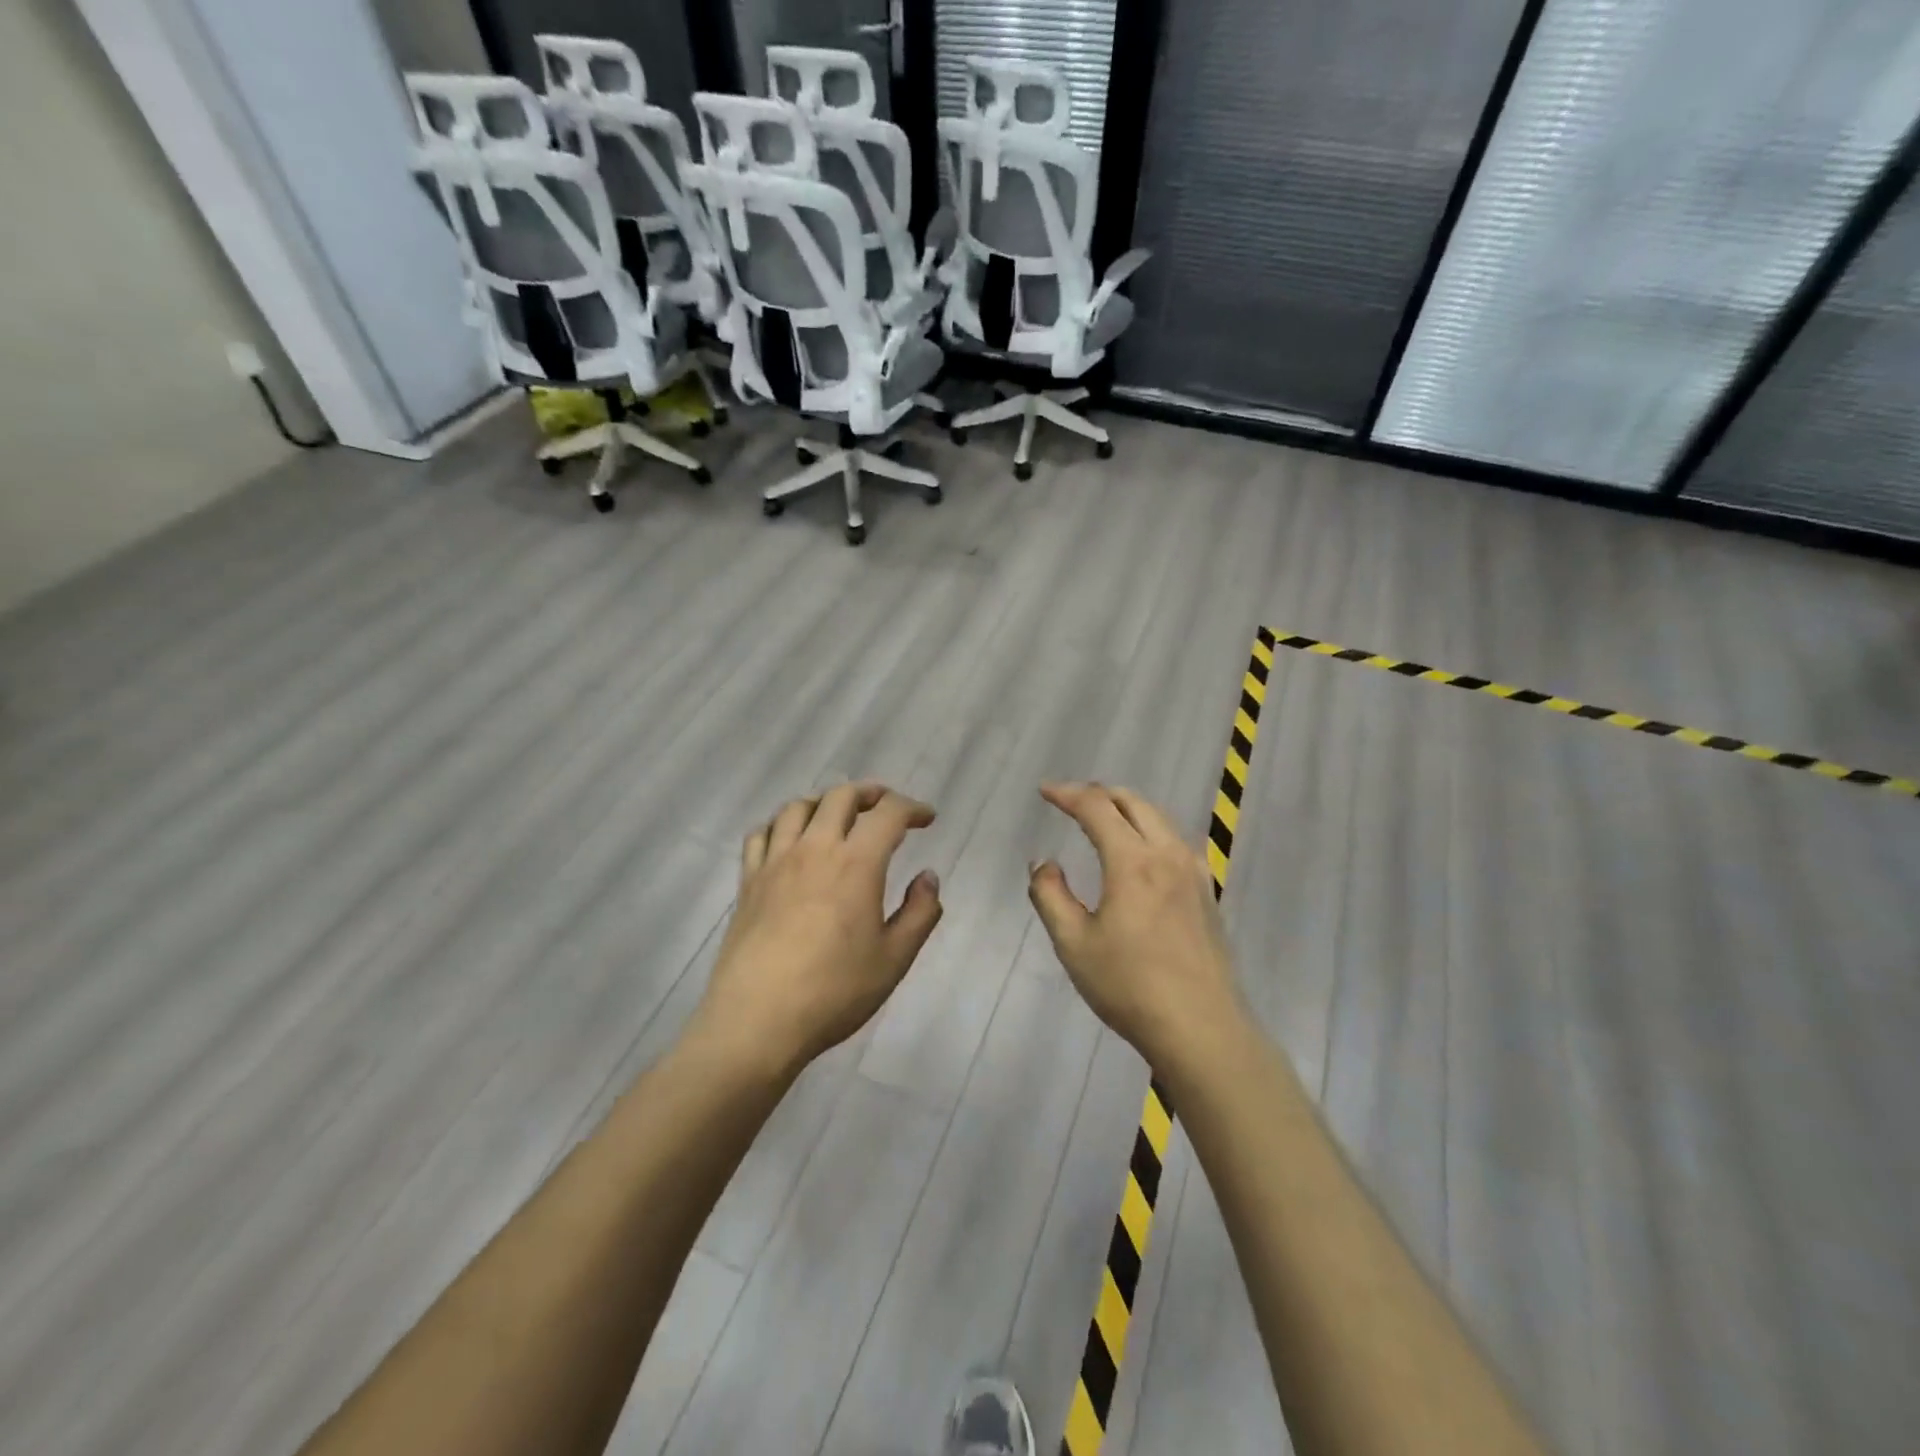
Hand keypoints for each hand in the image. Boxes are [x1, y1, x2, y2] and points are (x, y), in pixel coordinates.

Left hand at [693, 783, 943, 1078]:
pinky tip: (789, 839)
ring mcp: (775, 862)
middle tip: (886, 808)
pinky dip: (781, 824)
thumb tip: (928, 877)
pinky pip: (761, 833)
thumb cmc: (834, 992)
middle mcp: (815, 849)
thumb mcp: (894, 959)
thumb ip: (920, 913)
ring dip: (825, 802)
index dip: (912, 808)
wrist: (757, 1021)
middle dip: (870, 793)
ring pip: (798, 807)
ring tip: (838, 817)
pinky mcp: (748, 881)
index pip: (888, 813)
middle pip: (841, 796)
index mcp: (856, 863)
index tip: (926, 819)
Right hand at [1028, 782, 1245, 1072]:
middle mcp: (1167, 854)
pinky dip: (1150, 829)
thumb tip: (1045, 864)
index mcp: (1132, 861)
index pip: (1097, 807)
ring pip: (1159, 818)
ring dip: (1127, 809)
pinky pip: (1175, 841)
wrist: (1201, 1028)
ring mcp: (1194, 872)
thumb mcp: (1073, 944)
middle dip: (1099, 794)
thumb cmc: (1129, 986)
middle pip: (1133, 803)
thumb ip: (1050, 895)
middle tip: (1070, 801)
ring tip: (1103, 819)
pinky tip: (1142, 852)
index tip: (1045, 791)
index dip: (1067, 794)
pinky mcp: (1207, 892)